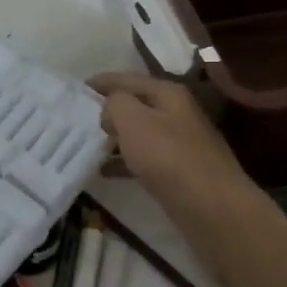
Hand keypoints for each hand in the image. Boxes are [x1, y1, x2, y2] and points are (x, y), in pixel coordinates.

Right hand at [89, 73, 248, 209]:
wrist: (211, 207)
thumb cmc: (169, 157)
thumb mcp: (133, 120)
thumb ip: (115, 103)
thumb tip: (110, 109)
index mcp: (169, 94)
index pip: (127, 79)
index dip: (101, 82)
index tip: (75, 89)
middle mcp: (177, 113)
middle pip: (135, 105)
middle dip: (106, 110)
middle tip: (76, 118)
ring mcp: (180, 143)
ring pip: (138, 133)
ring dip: (114, 137)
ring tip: (85, 144)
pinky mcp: (178, 171)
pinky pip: (144, 158)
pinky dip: (123, 161)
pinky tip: (104, 171)